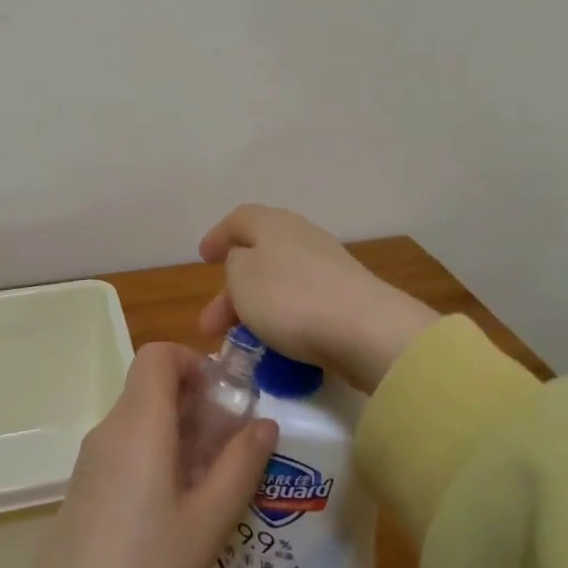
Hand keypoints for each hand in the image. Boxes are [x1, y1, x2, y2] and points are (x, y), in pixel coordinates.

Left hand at [23, 342, 277, 567]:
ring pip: (142, 418)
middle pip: (153, 386)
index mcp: (140, 423)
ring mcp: (94, 459)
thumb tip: (265, 422)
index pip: (159, 354)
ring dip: (181, 431)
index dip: (194, 361)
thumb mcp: (208, 521)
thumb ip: (241, 465)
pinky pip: (128, 447)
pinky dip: (159, 454)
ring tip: (213, 479)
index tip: (225, 397)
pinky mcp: (87, 487)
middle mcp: (112, 429)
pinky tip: (179, 504)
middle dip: (198, 402)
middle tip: (232, 444)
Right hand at [197, 205, 437, 392]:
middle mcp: (302, 236)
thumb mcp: (242, 277)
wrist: (365, 330)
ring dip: (254, 309)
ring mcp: (328, 267)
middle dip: (230, 291)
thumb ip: (234, 265)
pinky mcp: (345, 297)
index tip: (203, 258)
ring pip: (279, 283)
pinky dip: (282, 321)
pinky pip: (301, 304)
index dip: (218, 236)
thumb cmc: (291, 297)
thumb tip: (245, 264)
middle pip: (258, 256)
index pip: (240, 220)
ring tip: (239, 344)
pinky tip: (275, 348)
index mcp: (274, 223)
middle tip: (210, 326)